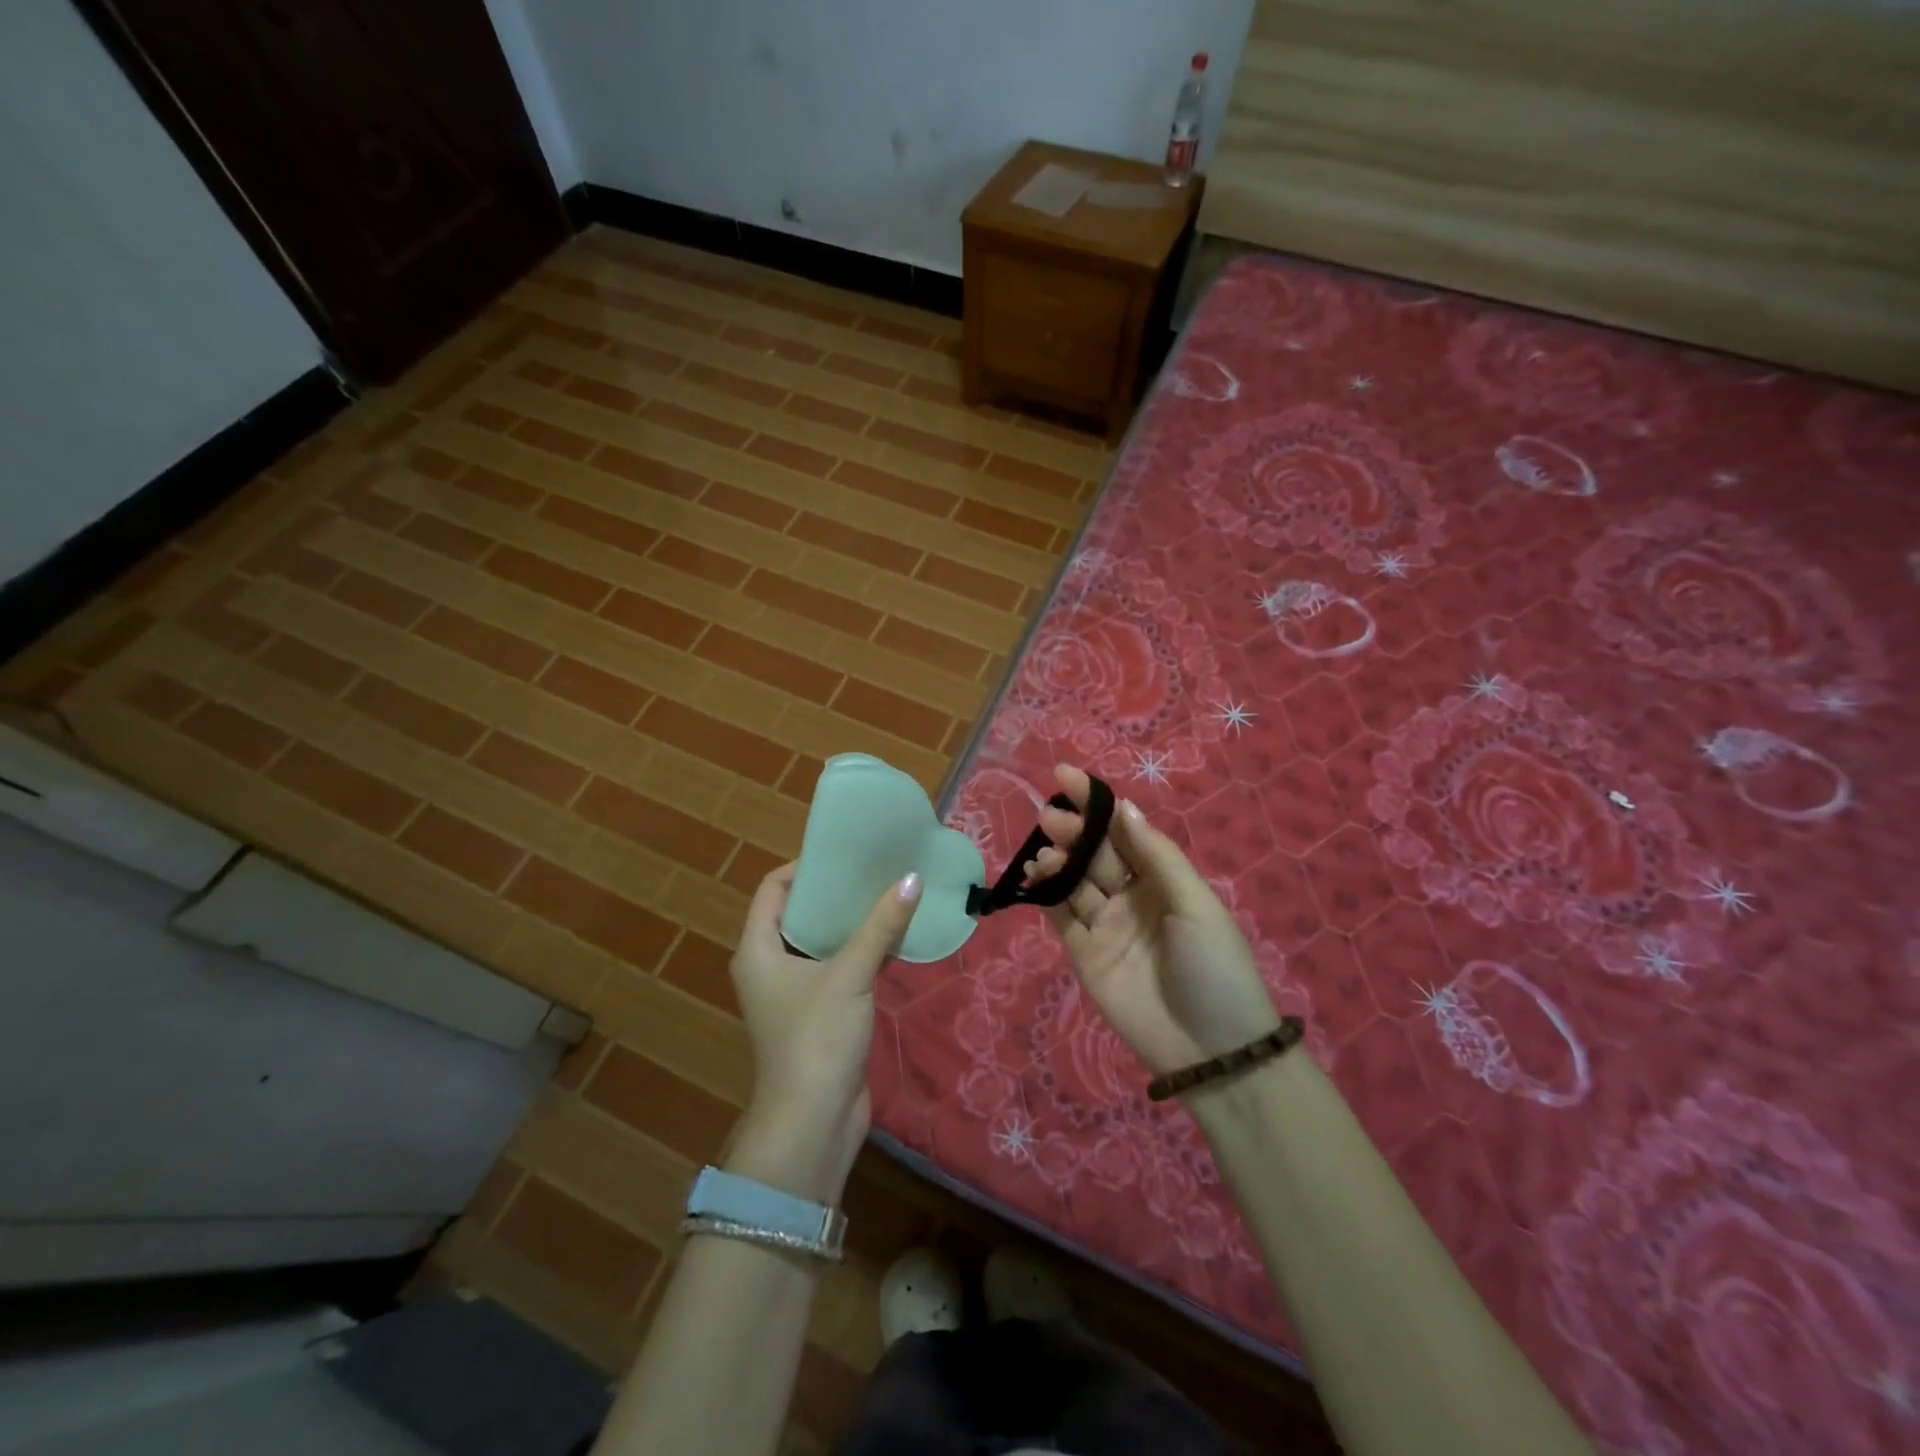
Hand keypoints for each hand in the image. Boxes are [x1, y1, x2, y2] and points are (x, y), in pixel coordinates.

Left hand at [726, 864, 921, 1204]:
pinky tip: (894, 936)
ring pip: (822, 942)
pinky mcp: (820, 1013)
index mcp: (757, 950)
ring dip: (852, 922)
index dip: (803, 867)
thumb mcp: (850, 975)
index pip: (773, 889)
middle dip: (835, 892)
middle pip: (800, 913)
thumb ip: (881, 925)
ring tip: (889, 893)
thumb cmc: (816, 1039)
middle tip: (873, 868)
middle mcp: (770, 966)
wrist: (813, 1124)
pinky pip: (839, 968)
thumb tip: (912, 877)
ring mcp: (794, 992)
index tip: (842, 853)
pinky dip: (861, 950)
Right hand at [1028, 765, 1279, 1074]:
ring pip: (1074, 880)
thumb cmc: (1214, 966)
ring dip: (1058, 860)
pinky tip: (1036, 875)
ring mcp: (1106, 925)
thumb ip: (1157, 856)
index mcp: (1164, 879)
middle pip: (1095, 853)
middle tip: (1051, 816)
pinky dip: (1046, 894)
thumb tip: (1124, 807)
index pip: (1124, 831)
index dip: (1098, 804)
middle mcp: (1132, 896)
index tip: (1066, 775)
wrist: (1211, 1049)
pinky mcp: (1085, 954)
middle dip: (1074, 831)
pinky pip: (1061, 915)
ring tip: (1045, 851)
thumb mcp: (1196, 904)